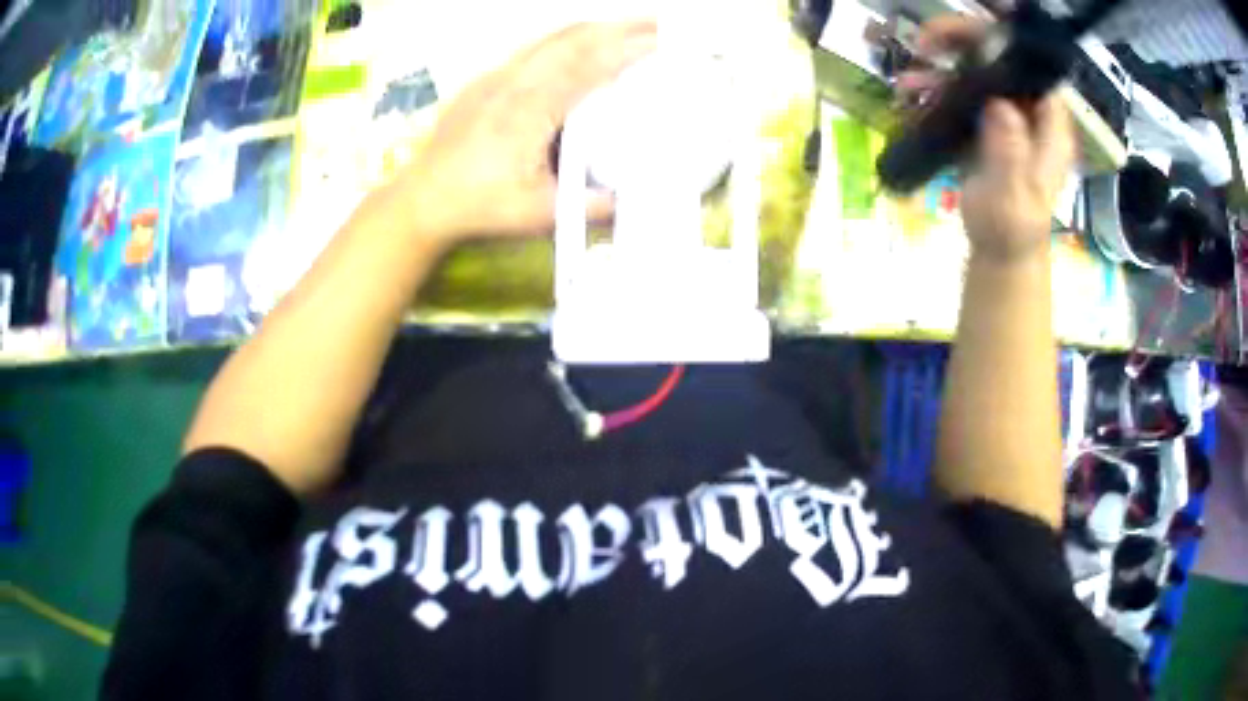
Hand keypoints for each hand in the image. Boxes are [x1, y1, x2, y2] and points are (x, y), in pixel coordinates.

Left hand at [394, 21, 656, 247]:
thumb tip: (630, 199)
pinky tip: (573, 44)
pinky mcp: (484, 81)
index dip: (629, 50)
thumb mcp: (540, 212)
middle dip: (618, 26)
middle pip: (574, 39)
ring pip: (550, 37)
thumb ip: (590, 205)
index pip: (590, 67)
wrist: (424, 198)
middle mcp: (515, 82)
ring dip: (591, 27)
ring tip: (622, 26)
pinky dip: (562, 38)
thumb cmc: (480, 205)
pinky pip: (530, 48)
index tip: (663, 40)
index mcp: (532, 109)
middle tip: (655, 21)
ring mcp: (496, 77)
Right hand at [899, 16, 1075, 261]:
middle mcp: (1030, 112)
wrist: (1000, 251)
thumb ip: (1011, 155)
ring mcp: (1007, 115)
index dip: (1005, 45)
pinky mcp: (986, 123)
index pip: (1033, 69)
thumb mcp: (1014, 199)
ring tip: (909, 82)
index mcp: (1049, 127)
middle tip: (926, 44)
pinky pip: (961, 93)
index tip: (969, 36)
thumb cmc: (1012, 231)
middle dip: (963, 46)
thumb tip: (1000, 106)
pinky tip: (911, 95)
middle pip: (1001, 60)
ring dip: (940, 69)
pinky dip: (935, 89)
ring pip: (976, 73)